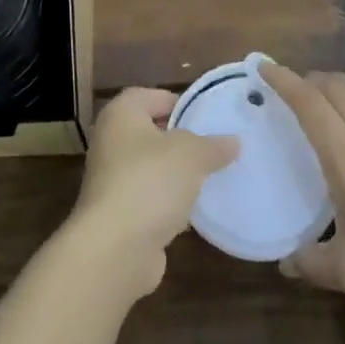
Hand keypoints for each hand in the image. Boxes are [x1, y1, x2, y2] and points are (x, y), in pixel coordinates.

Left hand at [68, 88, 237, 296]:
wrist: (115, 247)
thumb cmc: (150, 182)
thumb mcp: (191, 154)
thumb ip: (213, 145)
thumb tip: (233, 141)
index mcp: (121, 114)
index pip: (153, 96)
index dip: (181, 103)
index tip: (210, 118)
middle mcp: (111, 141)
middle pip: (152, 132)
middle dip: (182, 140)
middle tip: (216, 148)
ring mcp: (112, 178)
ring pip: (152, 168)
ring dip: (176, 174)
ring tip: (211, 178)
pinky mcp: (119, 213)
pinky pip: (150, 198)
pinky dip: (169, 202)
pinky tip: (194, 212)